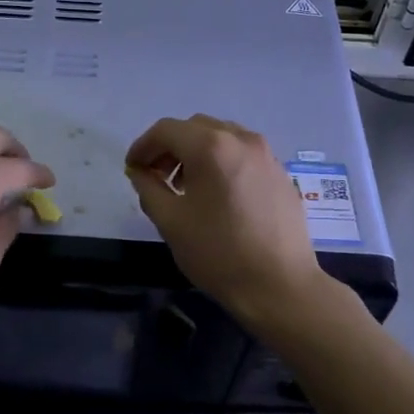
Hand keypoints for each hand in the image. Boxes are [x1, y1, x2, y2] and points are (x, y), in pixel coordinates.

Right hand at [124, 115, 331, 331]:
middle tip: (156, 177)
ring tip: (186, 187)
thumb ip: (148, 188)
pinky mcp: (280, 173)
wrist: (279, 285)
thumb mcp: (171, 221)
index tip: (132, 169)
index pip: (166, 130)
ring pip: (221, 137)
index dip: (143, 146)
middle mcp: (241, 139)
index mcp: (211, 147)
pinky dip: (221, 161)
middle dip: (170, 147)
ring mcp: (266, 154)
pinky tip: (217, 195)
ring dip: (196, 152)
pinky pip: (242, 154)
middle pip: (195, 128)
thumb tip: (140, 171)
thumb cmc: (218, 253)